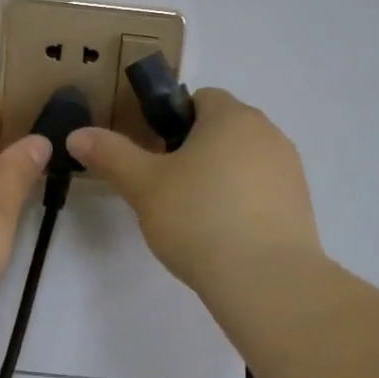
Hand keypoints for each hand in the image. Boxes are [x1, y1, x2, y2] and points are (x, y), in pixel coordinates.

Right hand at [68, 88, 322, 303]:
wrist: (265, 279)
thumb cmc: (199, 219)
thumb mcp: (144, 186)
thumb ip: (111, 155)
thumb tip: (76, 134)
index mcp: (231, 116)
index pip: (200, 98)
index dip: (172, 122)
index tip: (155, 157)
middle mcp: (268, 132)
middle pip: (224, 129)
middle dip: (196, 151)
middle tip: (169, 190)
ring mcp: (290, 169)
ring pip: (245, 160)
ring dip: (221, 177)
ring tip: (197, 219)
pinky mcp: (301, 204)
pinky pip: (263, 191)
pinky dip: (244, 203)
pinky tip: (226, 237)